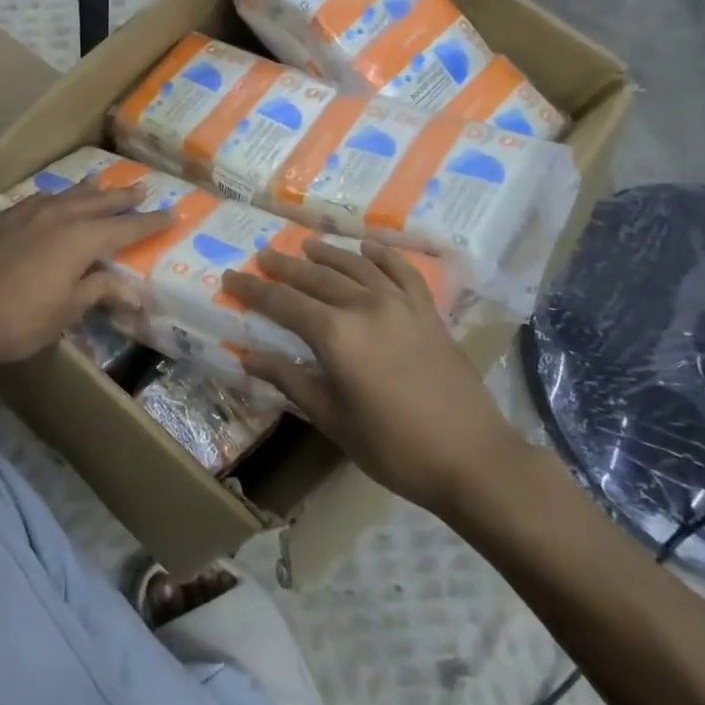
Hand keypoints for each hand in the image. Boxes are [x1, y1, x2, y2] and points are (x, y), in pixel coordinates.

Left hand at [0, 182, 172, 367]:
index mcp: (81, 239)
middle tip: (141, 190)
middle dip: (121, 198)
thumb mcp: (68, 310)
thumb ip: (100, 290)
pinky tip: (48, 202)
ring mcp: (24, 214)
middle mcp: (57, 216)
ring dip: (86, 191)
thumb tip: (134, 290)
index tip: (172, 214)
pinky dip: (51, 200)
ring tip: (99, 185)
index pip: (125, 228)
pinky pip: (33, 201)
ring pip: (64, 195)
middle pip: (97, 202)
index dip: (150, 223)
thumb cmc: (21, 318)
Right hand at [222, 240, 521, 506]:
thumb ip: (291, 381)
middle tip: (263, 255)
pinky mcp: (429, 313)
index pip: (283, 303)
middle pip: (317, 278)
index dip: (254, 290)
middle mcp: (365, 308)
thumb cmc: (394, 447)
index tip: (231, 278)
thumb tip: (249, 357)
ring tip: (307, 245)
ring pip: (357, 267)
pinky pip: (404, 273)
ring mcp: (402, 306)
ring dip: (329, 254)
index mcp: (336, 336)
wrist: (473, 458)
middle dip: (285, 266)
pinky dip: (385, 256)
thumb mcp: (333, 419)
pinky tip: (370, 248)